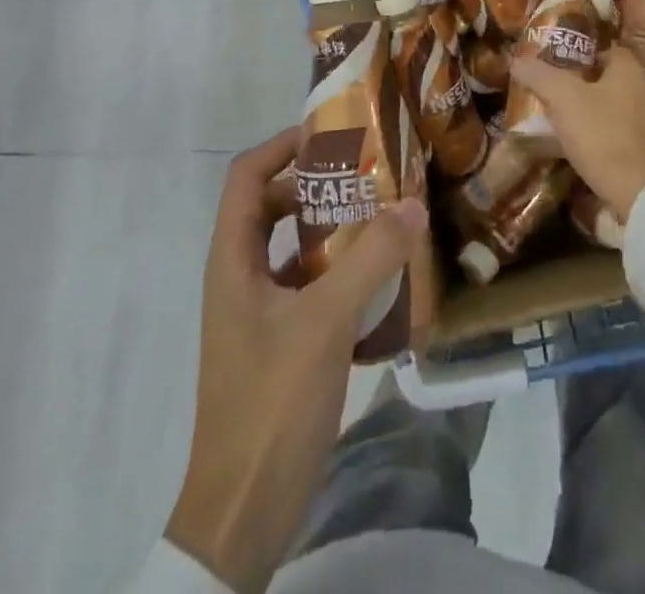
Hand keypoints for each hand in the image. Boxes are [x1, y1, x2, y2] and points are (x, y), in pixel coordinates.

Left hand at [166, 126, 428, 592]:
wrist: (244, 510)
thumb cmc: (271, 402)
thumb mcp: (325, 322)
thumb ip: (371, 259)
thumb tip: (412, 203)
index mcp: (233, 260)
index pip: (246, 176)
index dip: (283, 146)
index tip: (331, 134)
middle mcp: (240, 276)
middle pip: (271, 205)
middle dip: (316, 182)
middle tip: (368, 172)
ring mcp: (259, 311)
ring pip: (292, 246)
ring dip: (332, 226)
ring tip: (383, 214)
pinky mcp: (280, 340)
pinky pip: (309, 284)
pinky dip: (340, 269)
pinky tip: (382, 276)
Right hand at [508, 50, 644, 222]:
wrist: (637, 192)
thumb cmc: (601, 134)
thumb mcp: (563, 99)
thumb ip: (539, 76)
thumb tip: (517, 61)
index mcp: (631, 70)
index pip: (605, 49)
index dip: (580, 54)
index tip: (557, 66)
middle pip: (610, 77)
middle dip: (584, 83)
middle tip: (556, 92)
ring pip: (616, 104)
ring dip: (593, 109)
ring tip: (565, 119)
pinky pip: (622, 130)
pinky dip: (604, 132)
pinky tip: (585, 144)